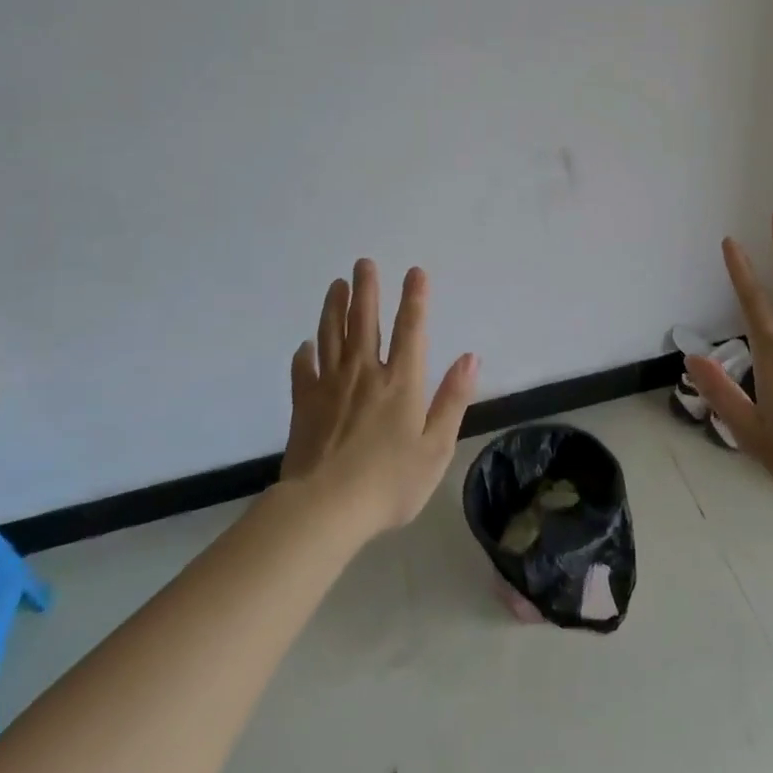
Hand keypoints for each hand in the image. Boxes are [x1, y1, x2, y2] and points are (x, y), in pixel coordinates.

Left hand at [280, 260, 478, 537]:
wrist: (325, 509)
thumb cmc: (389, 482)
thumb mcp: (436, 447)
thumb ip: (453, 399)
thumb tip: (470, 356)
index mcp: (401, 381)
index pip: (411, 328)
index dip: (415, 298)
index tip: (415, 271)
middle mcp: (365, 373)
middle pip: (365, 321)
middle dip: (367, 289)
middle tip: (363, 263)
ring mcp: (330, 386)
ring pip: (331, 336)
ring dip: (335, 307)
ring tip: (337, 285)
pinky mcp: (303, 405)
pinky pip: (303, 370)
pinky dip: (304, 354)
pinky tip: (304, 345)